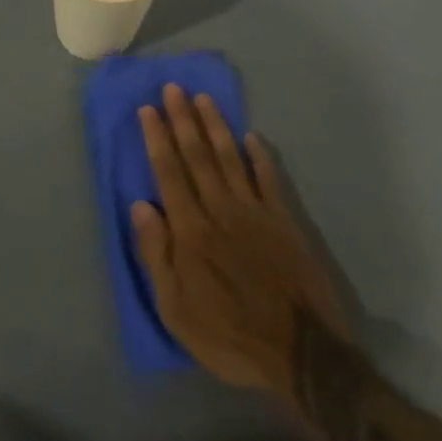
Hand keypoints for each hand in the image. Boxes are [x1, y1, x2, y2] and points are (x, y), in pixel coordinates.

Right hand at [131, 84, 350, 400]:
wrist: (301, 353)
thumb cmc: (229, 335)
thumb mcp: (176, 309)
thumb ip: (156, 254)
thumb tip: (140, 204)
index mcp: (191, 231)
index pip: (169, 173)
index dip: (157, 138)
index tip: (148, 109)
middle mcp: (220, 210)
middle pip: (198, 156)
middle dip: (183, 119)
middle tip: (173, 87)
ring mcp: (256, 212)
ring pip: (230, 158)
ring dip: (215, 126)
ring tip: (203, 98)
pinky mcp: (284, 221)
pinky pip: (269, 179)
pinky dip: (259, 156)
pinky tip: (252, 137)